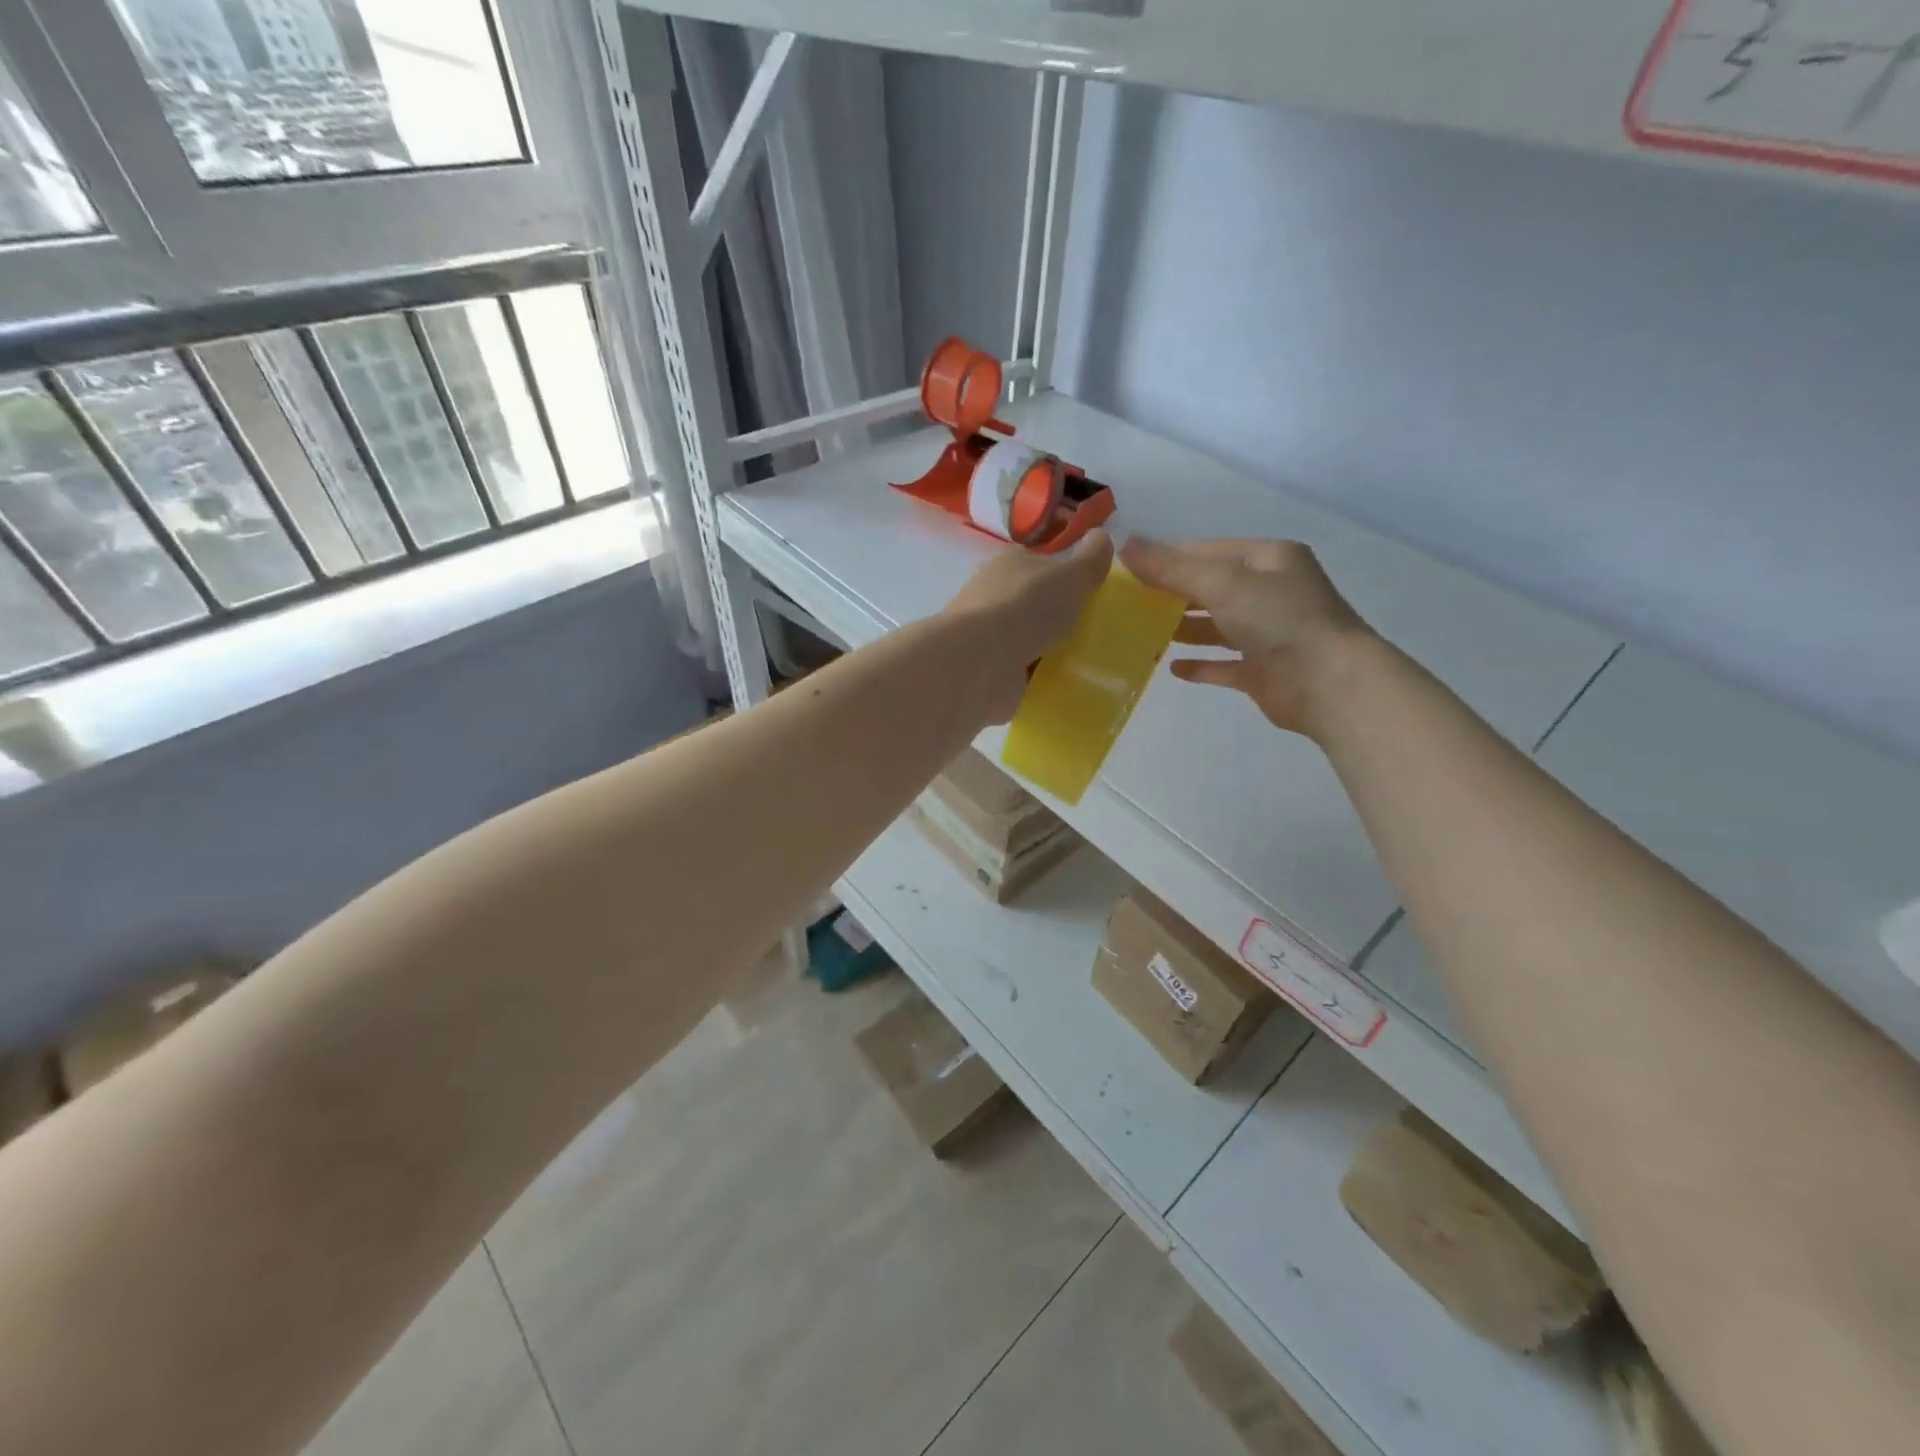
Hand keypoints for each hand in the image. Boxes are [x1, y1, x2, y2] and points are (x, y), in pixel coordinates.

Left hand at [943, 529, 1114, 722]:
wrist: (978, 662)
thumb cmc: (1025, 608)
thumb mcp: (1070, 577)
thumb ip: (1090, 560)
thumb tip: (1102, 535)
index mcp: (1009, 564)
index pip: (1038, 563)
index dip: (1063, 574)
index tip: (1090, 592)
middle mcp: (993, 595)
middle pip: (1033, 603)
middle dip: (1058, 616)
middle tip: (1094, 631)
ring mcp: (988, 635)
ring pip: (1027, 639)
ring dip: (1050, 650)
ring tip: (1087, 663)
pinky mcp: (987, 669)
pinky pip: (1021, 672)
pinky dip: (1038, 677)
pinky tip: (1063, 685)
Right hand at [1121, 536, 1371, 735]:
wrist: (1330, 684)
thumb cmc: (1279, 620)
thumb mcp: (1223, 583)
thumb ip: (1172, 567)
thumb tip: (1125, 544)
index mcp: (1268, 560)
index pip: (1206, 551)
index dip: (1166, 558)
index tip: (1125, 570)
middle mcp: (1270, 592)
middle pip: (1210, 587)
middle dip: (1171, 594)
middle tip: (1127, 604)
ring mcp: (1268, 634)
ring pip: (1216, 626)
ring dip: (1183, 628)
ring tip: (1141, 633)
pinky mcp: (1263, 671)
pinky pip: (1224, 664)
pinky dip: (1200, 664)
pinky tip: (1172, 668)